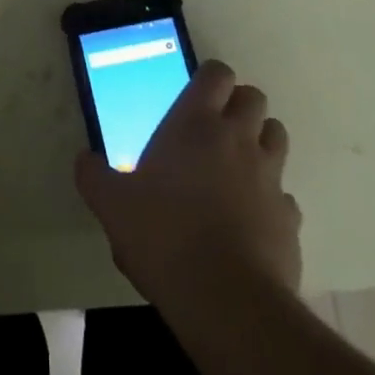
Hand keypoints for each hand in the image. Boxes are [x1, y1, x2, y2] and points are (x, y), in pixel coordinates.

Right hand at [75, 60, 301, 313]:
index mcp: (195, 123)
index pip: (217, 73)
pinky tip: (251, 220)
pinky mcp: (290, 218)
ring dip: (260, 141)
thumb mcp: (112, 205)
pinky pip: (285, 195)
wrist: (227, 301)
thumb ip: (94, 176)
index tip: (196, 94)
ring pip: (277, 135)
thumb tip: (85, 159)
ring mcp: (269, 177)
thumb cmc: (163, 236)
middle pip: (254, 97)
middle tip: (215, 127)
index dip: (210, 78)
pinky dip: (272, 199)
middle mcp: (237, 139)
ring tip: (237, 165)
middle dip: (238, 105)